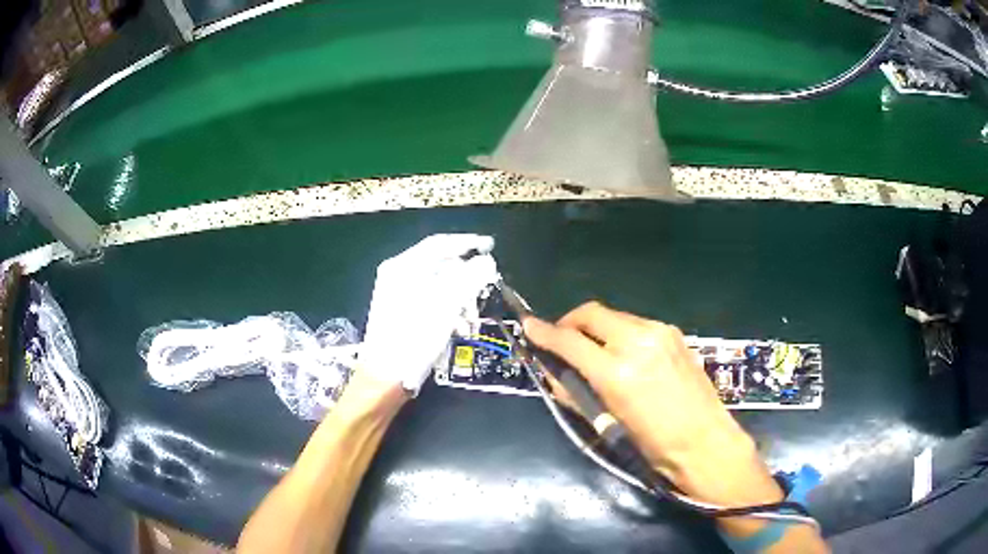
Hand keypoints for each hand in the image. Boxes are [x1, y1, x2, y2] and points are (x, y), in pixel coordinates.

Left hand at [360, 234, 498, 393]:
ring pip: (437, 285)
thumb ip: (469, 278)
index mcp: (404, 266)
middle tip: (484, 288)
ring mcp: (396, 293)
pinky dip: (447, 309)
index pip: (440, 243)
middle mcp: (398, 275)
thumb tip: (487, 261)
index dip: (467, 242)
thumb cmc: (415, 337)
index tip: (490, 246)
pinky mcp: (400, 312)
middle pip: (439, 265)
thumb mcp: (447, 305)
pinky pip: (429, 300)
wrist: (386, 376)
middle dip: (466, 278)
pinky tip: (458, 326)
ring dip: (459, 298)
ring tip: (471, 317)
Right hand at [523, 302, 781, 508]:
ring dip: (596, 327)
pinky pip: (636, 324)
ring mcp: (660, 333)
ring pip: (615, 316)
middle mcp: (638, 341)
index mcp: (617, 372)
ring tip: (594, 349)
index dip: (544, 333)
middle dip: (570, 322)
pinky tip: (623, 353)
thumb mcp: (607, 422)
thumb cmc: (653, 444)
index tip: (528, 327)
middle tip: (561, 339)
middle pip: (592, 313)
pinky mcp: (674, 333)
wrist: (705, 442)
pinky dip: (620, 332)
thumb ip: (574, 390)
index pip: (569, 341)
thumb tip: (551, 370)